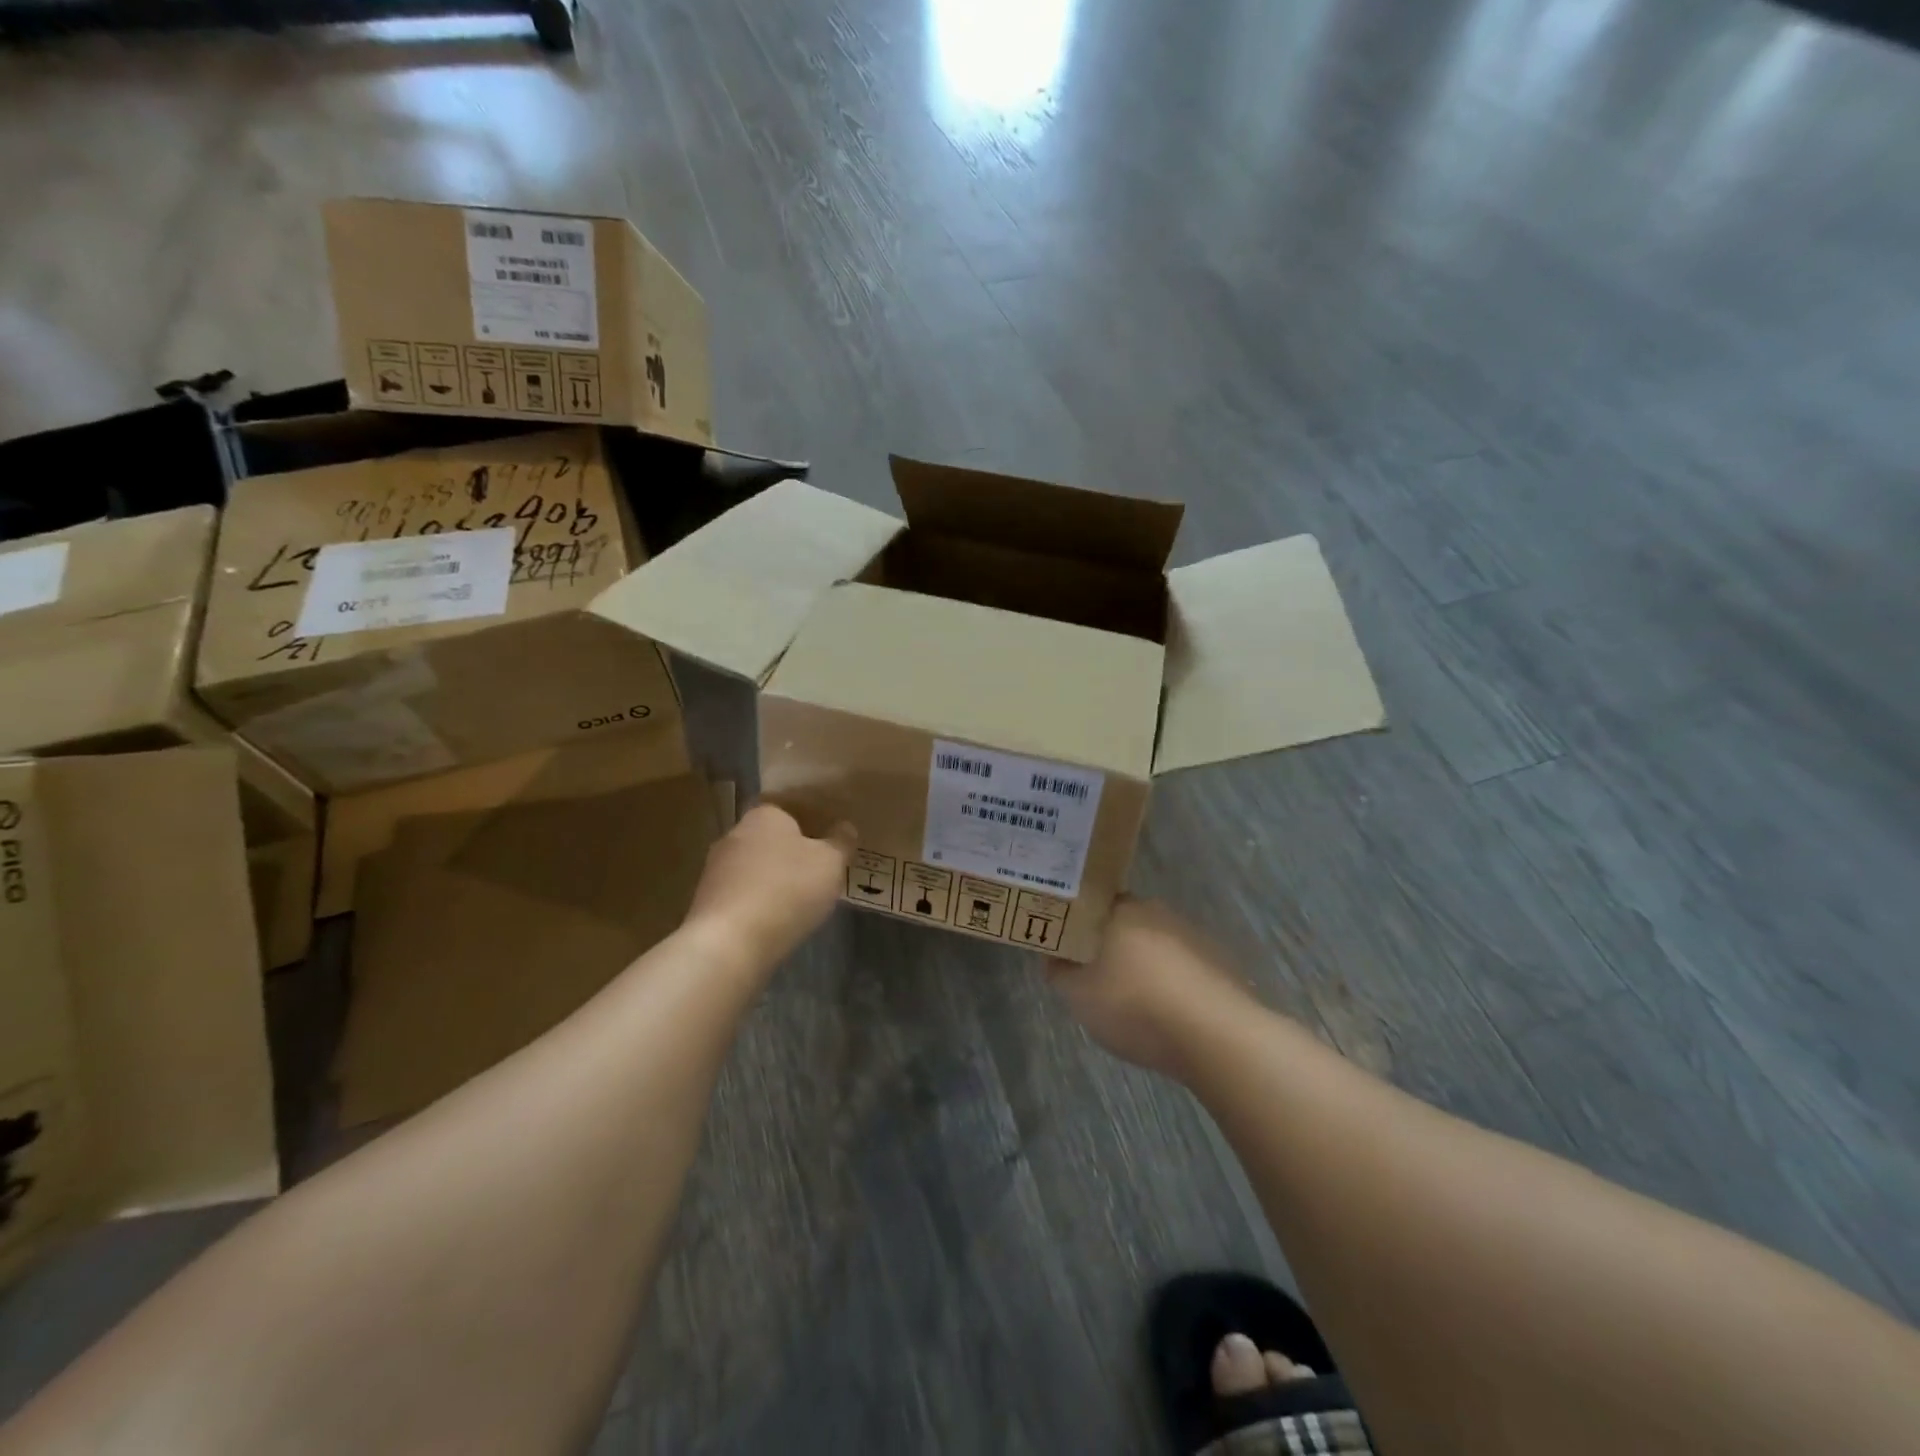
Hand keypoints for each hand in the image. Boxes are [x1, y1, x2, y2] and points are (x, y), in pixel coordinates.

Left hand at [683, 805, 854, 970]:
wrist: (730, 942)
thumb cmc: (787, 890)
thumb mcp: (831, 863)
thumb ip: (841, 842)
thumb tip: (845, 828)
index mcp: (764, 815)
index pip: (789, 810)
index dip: (810, 825)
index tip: (827, 843)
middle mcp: (734, 834)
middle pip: (770, 839)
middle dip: (790, 854)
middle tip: (817, 873)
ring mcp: (715, 869)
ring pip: (754, 868)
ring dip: (773, 881)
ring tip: (799, 903)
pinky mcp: (706, 902)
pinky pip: (742, 895)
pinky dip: (757, 904)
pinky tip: (774, 922)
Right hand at [1046, 898, 1258, 1078]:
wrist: (1217, 1036)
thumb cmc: (1136, 1006)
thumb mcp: (1078, 996)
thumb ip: (1059, 972)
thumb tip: (1054, 958)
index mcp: (1121, 909)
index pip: (1090, 905)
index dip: (1076, 927)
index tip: (1068, 952)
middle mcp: (1157, 911)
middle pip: (1123, 924)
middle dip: (1109, 947)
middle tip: (1095, 980)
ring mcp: (1192, 935)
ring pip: (1154, 945)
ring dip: (1142, 966)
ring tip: (1133, 1004)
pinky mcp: (1219, 962)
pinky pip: (1181, 967)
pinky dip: (1170, 983)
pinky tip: (1167, 1013)